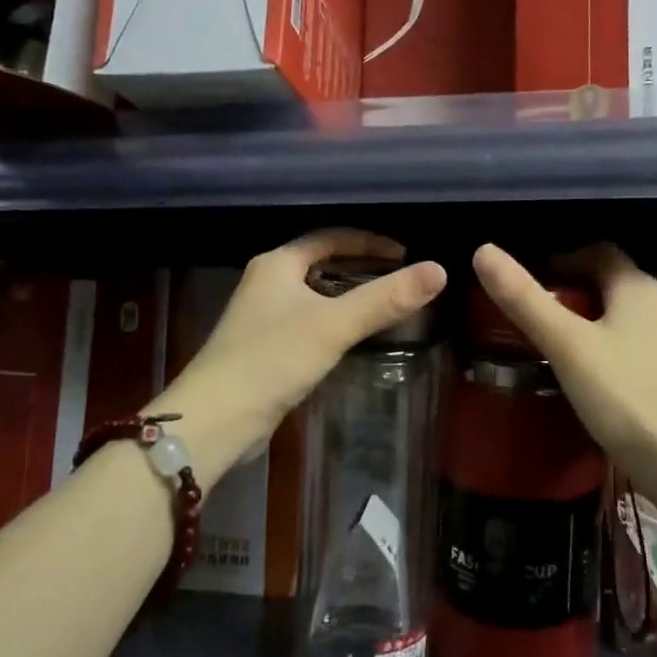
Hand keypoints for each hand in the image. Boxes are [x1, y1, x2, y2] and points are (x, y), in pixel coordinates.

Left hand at [164, 230, 446, 484]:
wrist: (217, 419)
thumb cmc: (273, 359)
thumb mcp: (334, 325)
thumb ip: (386, 299)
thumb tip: (439, 271)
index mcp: (277, 264)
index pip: (329, 238)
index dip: (369, 242)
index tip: (405, 254)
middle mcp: (267, 283)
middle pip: (321, 264)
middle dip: (360, 267)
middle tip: (400, 278)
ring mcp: (263, 317)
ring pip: (315, 295)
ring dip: (348, 296)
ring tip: (385, 305)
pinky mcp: (265, 349)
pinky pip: (308, 322)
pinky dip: (334, 321)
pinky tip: (353, 338)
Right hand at [471, 243, 656, 497]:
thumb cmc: (624, 396)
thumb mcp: (566, 345)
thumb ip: (524, 300)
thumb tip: (483, 251)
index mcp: (638, 288)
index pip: (598, 252)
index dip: (562, 260)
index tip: (529, 282)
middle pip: (611, 285)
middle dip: (573, 293)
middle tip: (534, 316)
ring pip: (624, 319)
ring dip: (592, 324)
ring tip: (556, 348)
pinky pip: (636, 350)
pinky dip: (609, 352)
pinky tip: (590, 379)